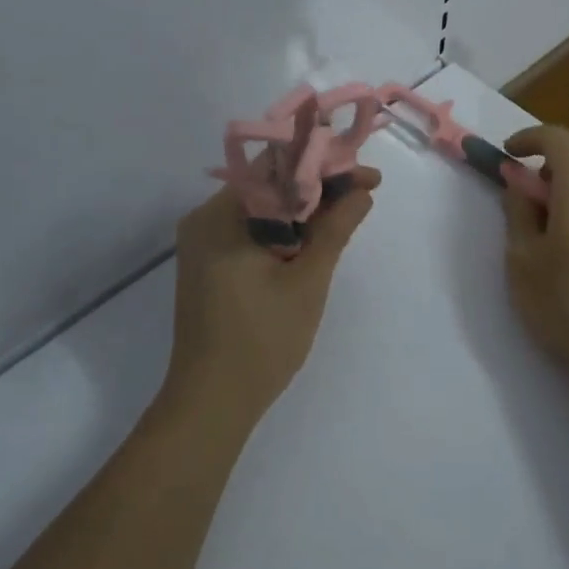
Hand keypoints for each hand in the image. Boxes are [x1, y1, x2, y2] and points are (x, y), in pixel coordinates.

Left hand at [167, 167, 381, 430]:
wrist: (210, 403)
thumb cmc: (261, 341)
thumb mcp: (307, 281)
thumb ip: (334, 230)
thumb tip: (362, 192)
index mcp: (220, 215)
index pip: (277, 167)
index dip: (324, 165)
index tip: (366, 175)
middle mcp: (204, 219)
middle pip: (269, 185)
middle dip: (318, 186)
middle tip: (364, 192)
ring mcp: (203, 242)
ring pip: (262, 207)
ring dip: (303, 208)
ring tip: (348, 212)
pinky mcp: (208, 263)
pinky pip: (250, 230)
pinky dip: (284, 229)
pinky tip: (315, 237)